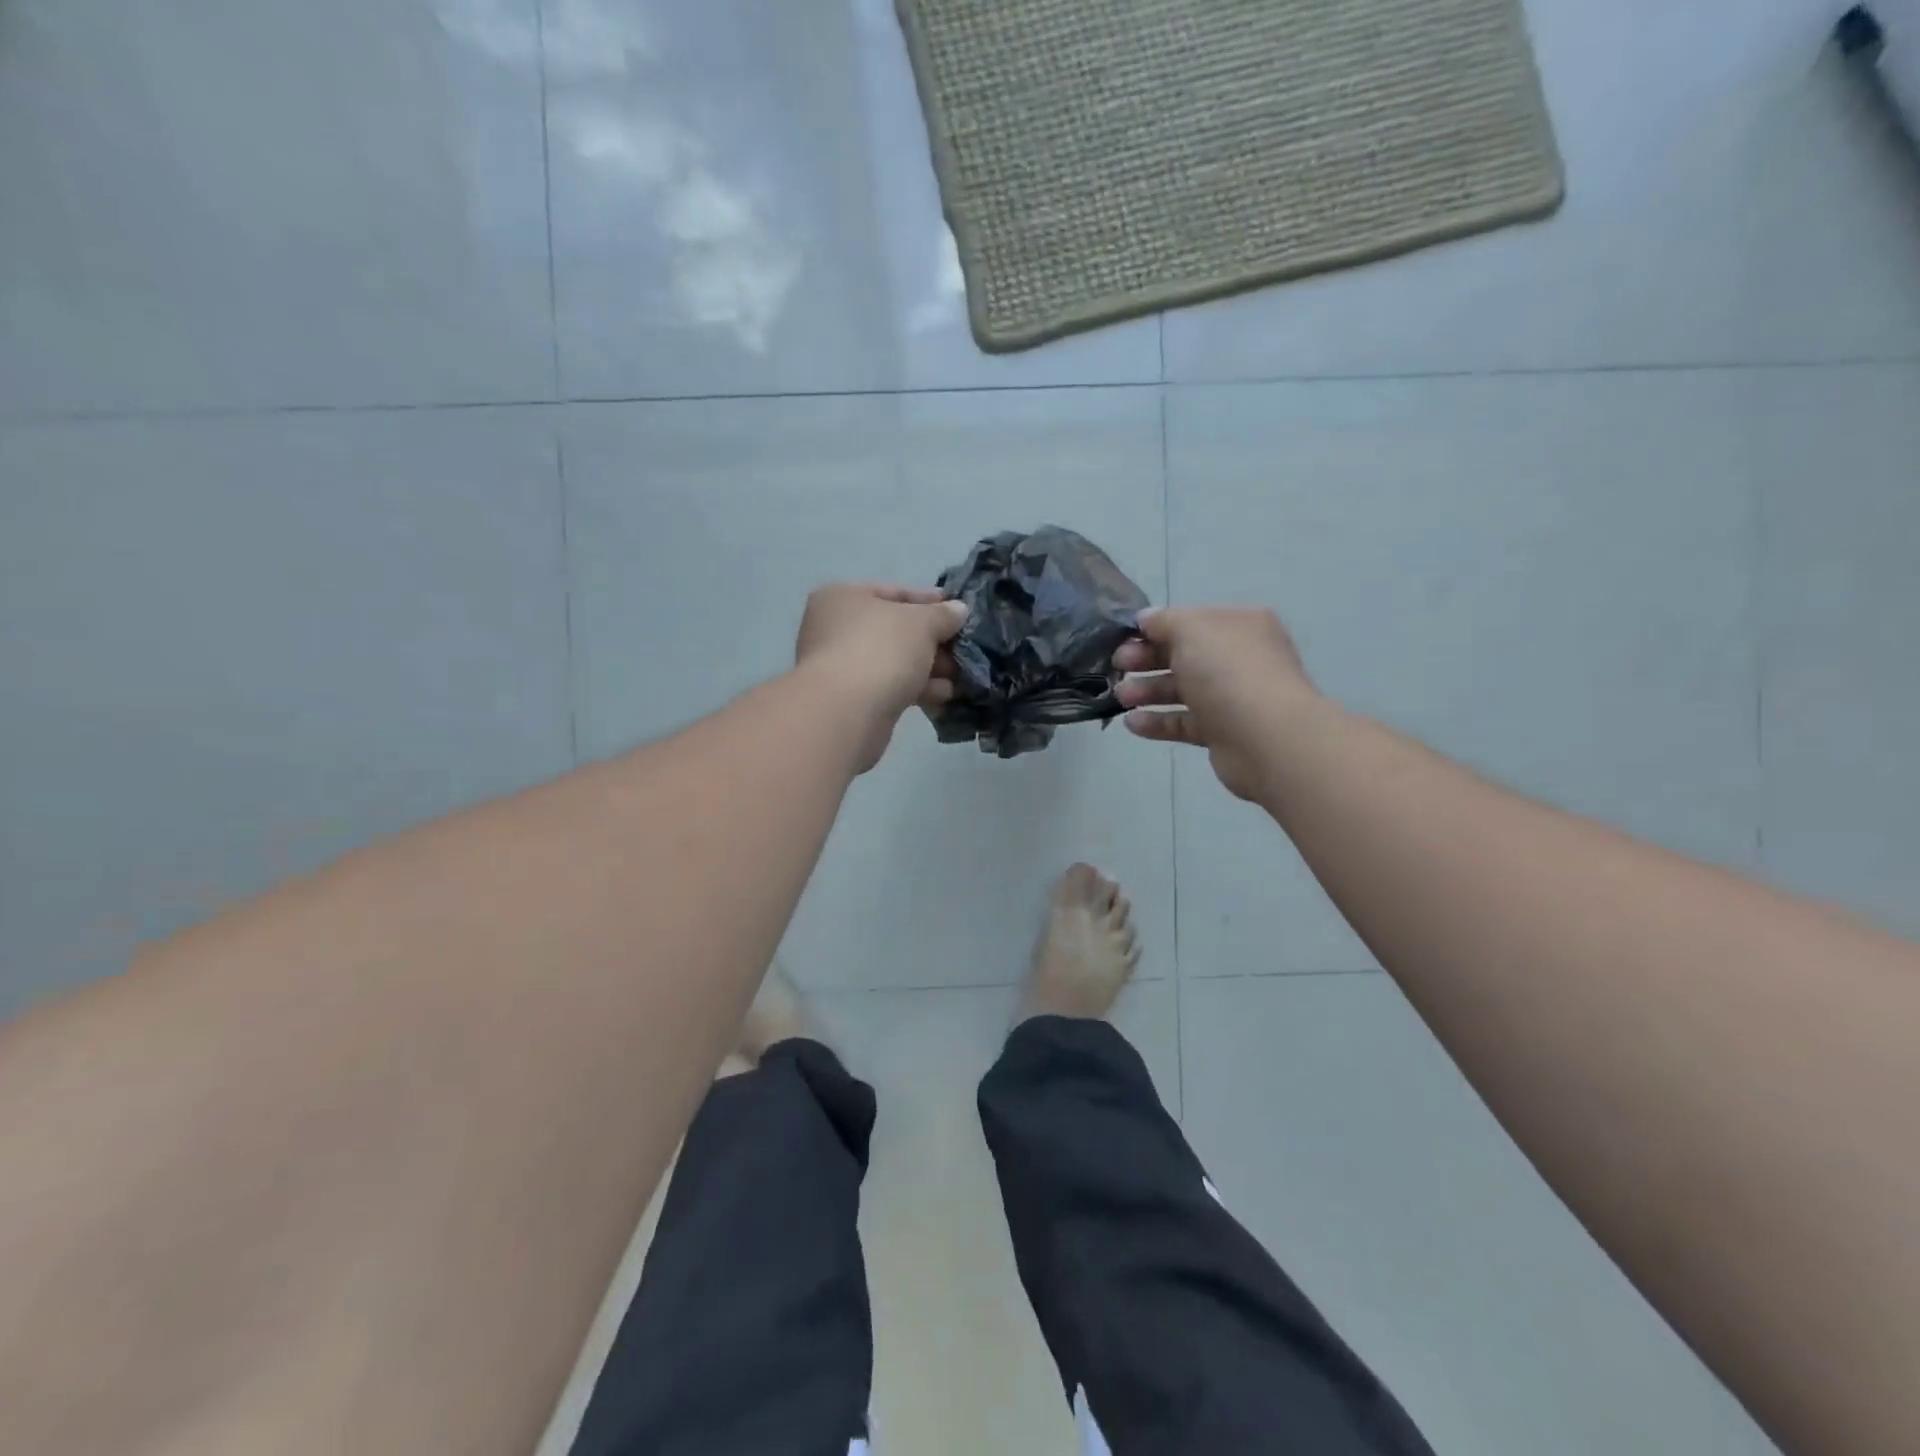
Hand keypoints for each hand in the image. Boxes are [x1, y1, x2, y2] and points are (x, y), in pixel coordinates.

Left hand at [795, 584, 967, 772]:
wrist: (846, 712)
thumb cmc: (881, 650)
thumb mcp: (921, 623)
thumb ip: (943, 615)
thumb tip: (959, 610)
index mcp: (843, 596)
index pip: (895, 592)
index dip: (931, 601)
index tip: (961, 613)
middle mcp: (835, 627)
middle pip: (895, 629)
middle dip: (933, 641)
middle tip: (964, 650)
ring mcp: (840, 665)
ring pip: (894, 660)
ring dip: (929, 667)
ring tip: (961, 675)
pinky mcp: (850, 699)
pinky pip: (890, 685)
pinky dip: (916, 687)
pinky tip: (944, 694)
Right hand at [1114, 607, 1316, 800]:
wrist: (1266, 737)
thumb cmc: (1228, 671)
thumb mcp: (1191, 629)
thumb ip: (1164, 620)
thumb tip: (1146, 619)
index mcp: (1238, 626)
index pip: (1190, 622)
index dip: (1155, 629)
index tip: (1123, 639)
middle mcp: (1239, 659)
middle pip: (1183, 656)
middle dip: (1146, 660)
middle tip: (1117, 667)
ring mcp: (1233, 698)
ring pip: (1182, 690)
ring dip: (1148, 691)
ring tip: (1120, 698)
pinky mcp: (1223, 733)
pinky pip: (1185, 723)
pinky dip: (1158, 722)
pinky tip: (1132, 723)